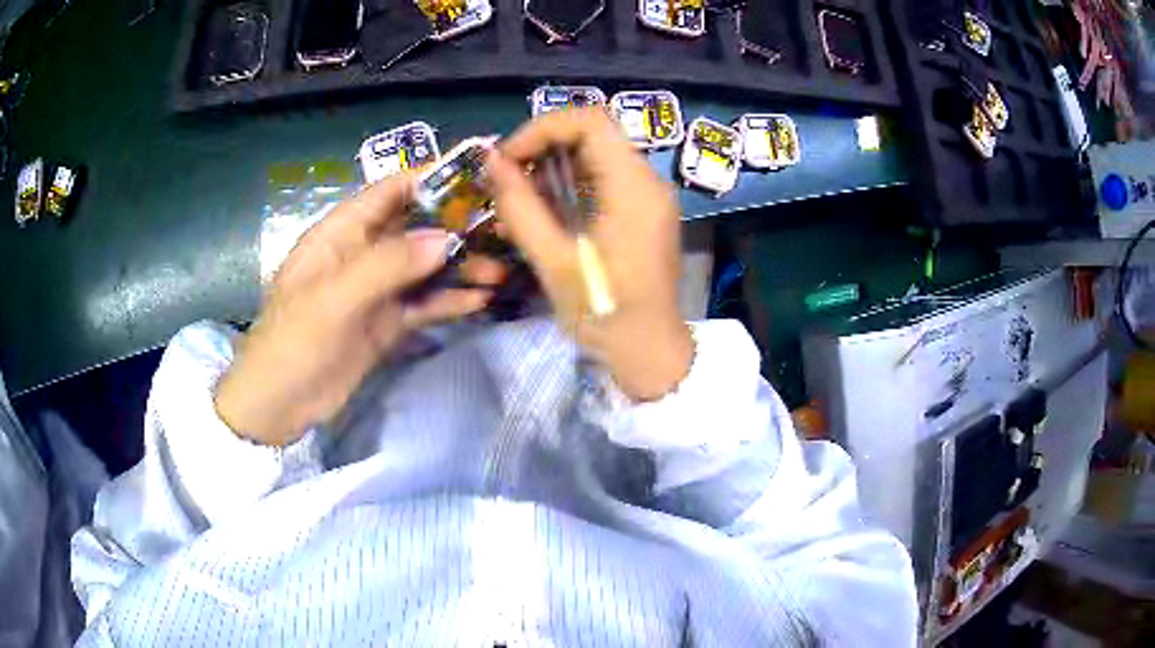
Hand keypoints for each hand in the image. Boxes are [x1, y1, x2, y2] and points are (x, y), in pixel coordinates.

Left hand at [215, 175, 503, 446]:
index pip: (390, 191)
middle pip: (415, 227)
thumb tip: (445, 239)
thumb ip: (387, 265)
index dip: (432, 177)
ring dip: (461, 266)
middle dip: (457, 225)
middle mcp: (362, 253)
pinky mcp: (387, 323)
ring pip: (425, 267)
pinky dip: (450, 300)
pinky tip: (481, 300)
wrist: (278, 405)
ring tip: (501, 270)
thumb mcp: (334, 299)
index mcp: (341, 233)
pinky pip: (424, 304)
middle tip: (504, 226)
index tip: (478, 172)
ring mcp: (376, 290)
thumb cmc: (293, 342)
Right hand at [486, 108, 693, 400]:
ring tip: (520, 202)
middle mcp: (647, 182)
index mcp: (633, 188)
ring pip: (595, 156)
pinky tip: (543, 214)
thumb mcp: (554, 263)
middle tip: (507, 179)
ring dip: (552, 169)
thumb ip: (521, 207)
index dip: (542, 129)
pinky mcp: (641, 212)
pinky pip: (602, 180)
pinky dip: (568, 186)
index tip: (508, 158)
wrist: (650, 353)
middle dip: (542, 149)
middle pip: (592, 135)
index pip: (589, 122)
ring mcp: (647, 196)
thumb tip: (492, 162)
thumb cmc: (605, 314)